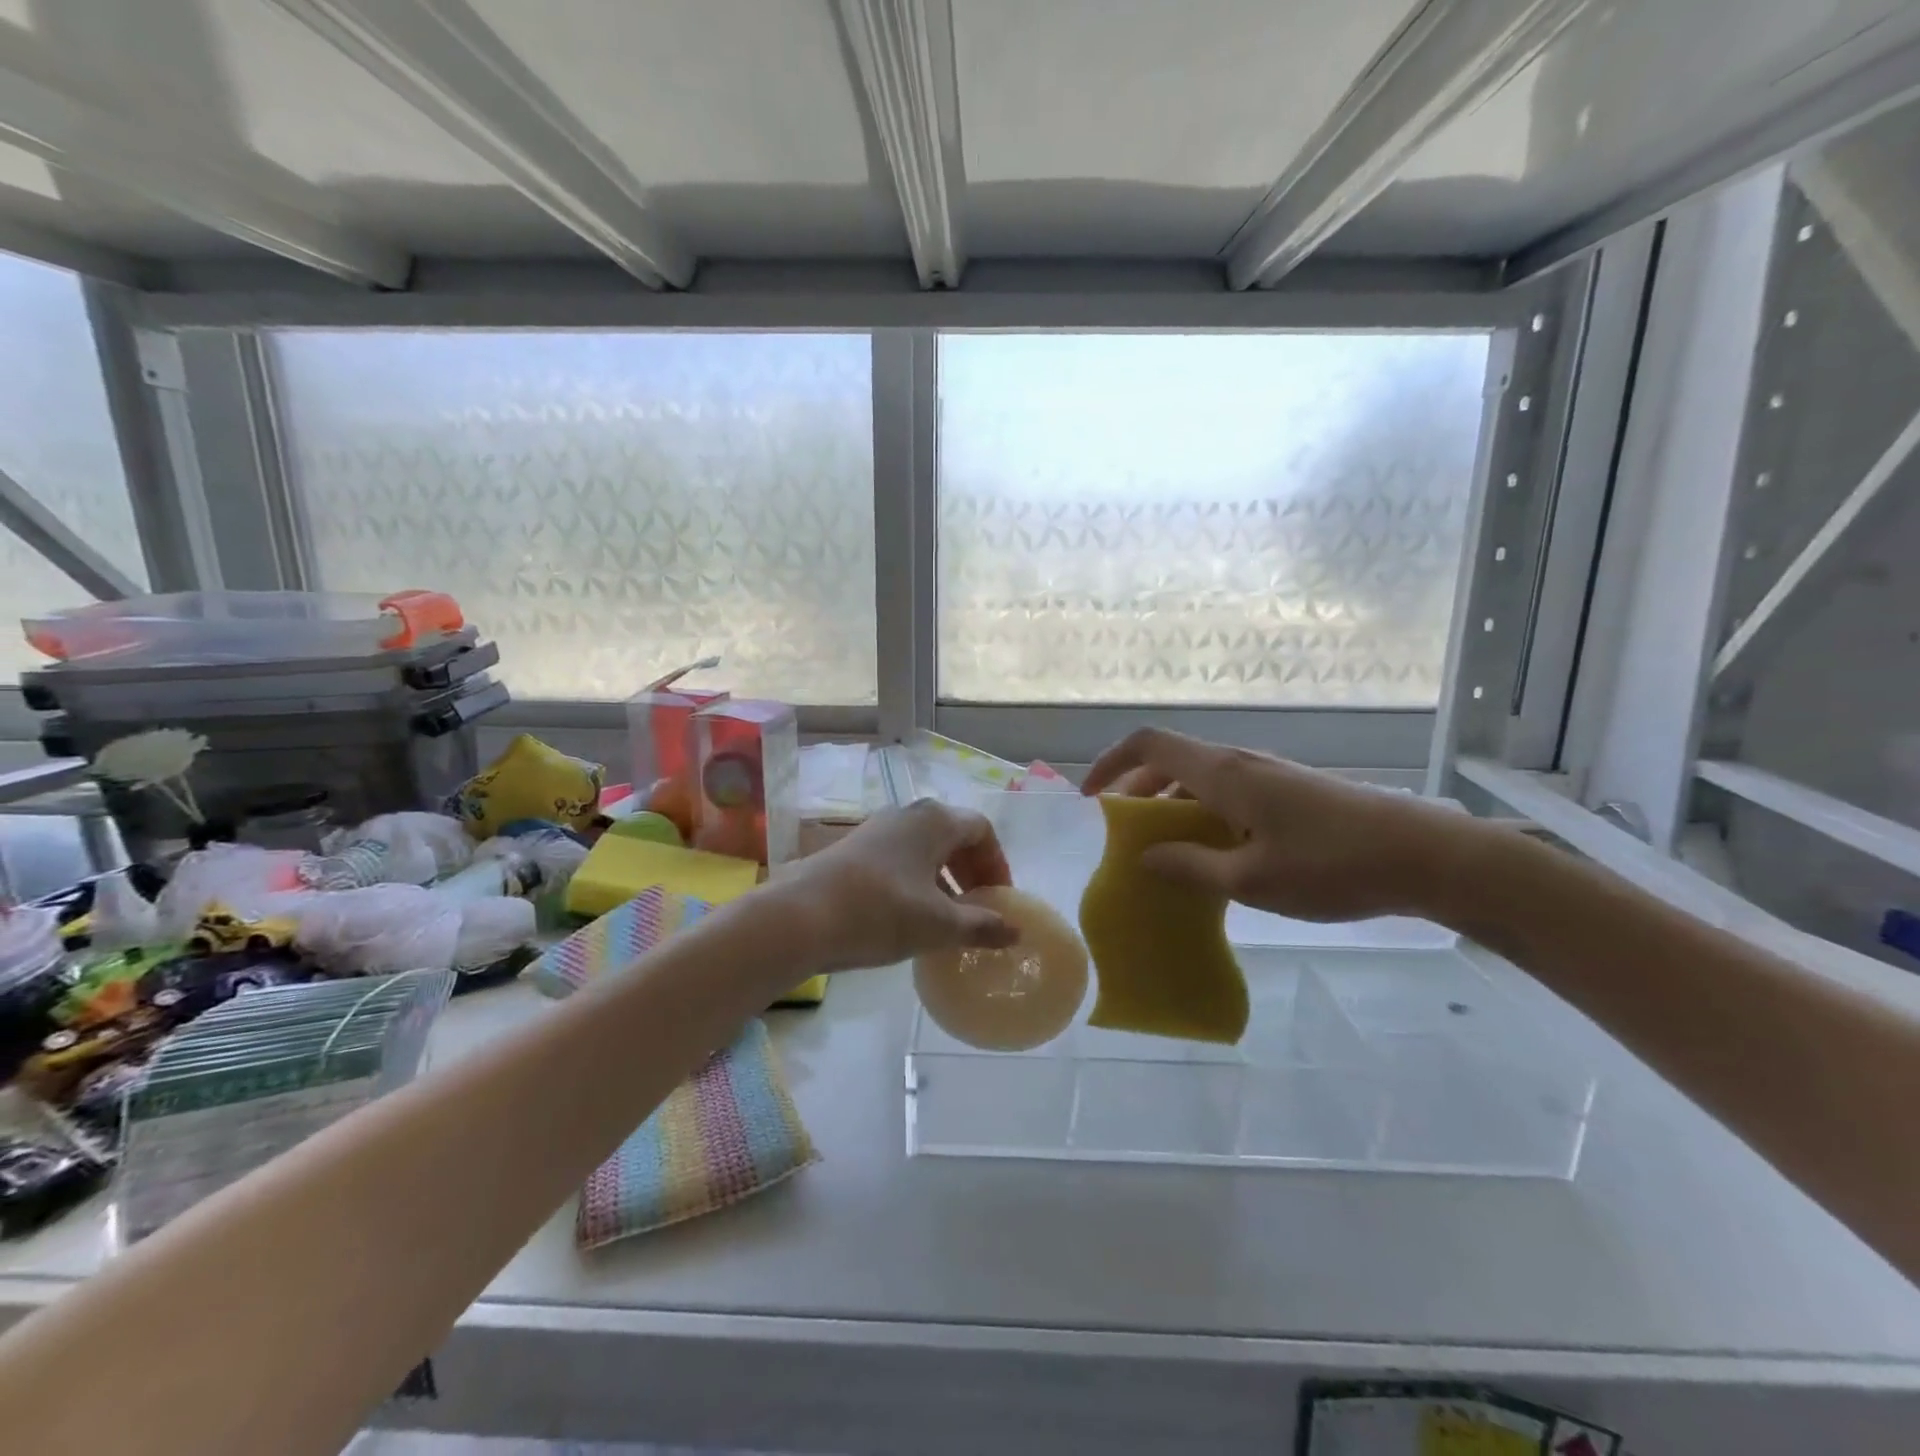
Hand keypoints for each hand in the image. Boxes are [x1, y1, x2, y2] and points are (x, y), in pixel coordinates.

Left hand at [775, 800, 1016, 973]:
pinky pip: (900, 858)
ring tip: (948, 917)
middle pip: (953, 835)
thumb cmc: (880, 912)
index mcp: (934, 821)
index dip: (997, 864)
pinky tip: (911, 916)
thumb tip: (1015, 930)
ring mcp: (877, 830)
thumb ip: (981, 925)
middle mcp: (907, 815)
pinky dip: (917, 881)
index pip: (981, 830)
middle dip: (972, 870)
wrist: (799, 917)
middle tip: (979, 907)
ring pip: (924, 848)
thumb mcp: (938, 924)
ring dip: (944, 878)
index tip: (999, 900)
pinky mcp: (854, 850)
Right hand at [1081, 728, 1476, 923]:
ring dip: (1171, 809)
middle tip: (1124, 838)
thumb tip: (1145, 857)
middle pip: (1171, 762)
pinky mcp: (1287, 792)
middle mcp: (1239, 763)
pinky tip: (1214, 858)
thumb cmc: (1332, 866)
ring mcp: (1266, 776)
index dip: (1111, 762)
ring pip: (1199, 780)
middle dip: (1137, 794)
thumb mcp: (1252, 880)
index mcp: (1223, 773)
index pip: (1149, 744)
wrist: (1424, 856)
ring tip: (1164, 855)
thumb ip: (1191, 867)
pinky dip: (1202, 817)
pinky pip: (1227, 795)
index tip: (1090, 798)